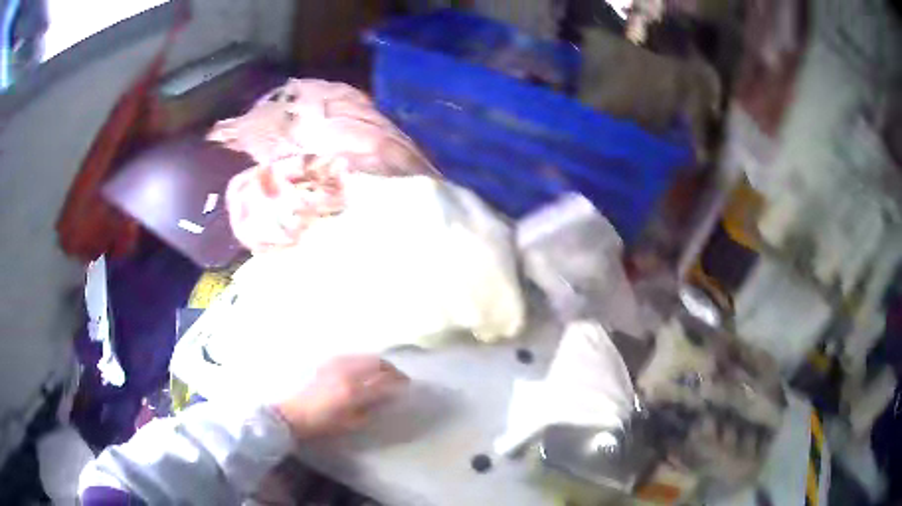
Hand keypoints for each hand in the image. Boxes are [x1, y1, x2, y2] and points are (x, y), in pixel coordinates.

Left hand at [274, 355, 408, 438]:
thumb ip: (371, 408)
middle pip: (378, 364)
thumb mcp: (352, 423)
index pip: (384, 383)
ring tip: (388, 372)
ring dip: (381, 364)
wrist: (295, 414)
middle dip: (393, 370)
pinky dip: (366, 360)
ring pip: (367, 357)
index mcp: (353, 391)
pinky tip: (368, 368)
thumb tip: (387, 398)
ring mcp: (337, 365)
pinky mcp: (329, 362)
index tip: (408, 388)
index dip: (399, 384)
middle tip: (401, 379)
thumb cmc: (324, 424)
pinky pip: (354, 356)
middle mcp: (347, 373)